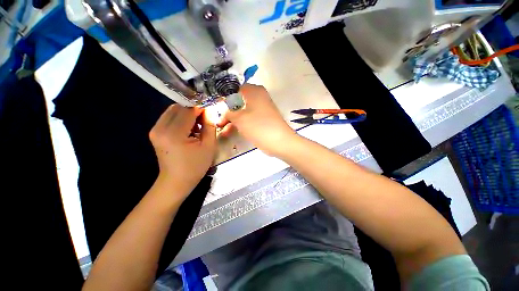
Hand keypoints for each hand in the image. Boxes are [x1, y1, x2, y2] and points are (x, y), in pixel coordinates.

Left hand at [149, 105, 216, 198]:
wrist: (176, 181)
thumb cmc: (195, 166)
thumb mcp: (209, 146)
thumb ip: (210, 126)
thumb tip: (210, 110)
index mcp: (174, 134)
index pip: (188, 110)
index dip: (201, 109)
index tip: (211, 113)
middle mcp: (160, 128)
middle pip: (179, 107)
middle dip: (193, 110)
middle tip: (204, 121)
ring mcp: (155, 130)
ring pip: (173, 111)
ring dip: (187, 114)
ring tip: (197, 126)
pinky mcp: (155, 132)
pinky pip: (169, 117)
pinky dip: (181, 119)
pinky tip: (188, 129)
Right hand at [218, 84, 296, 155]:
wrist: (280, 142)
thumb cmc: (258, 126)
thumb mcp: (239, 118)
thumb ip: (228, 112)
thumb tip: (224, 111)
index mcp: (254, 91)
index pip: (234, 90)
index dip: (224, 99)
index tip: (217, 110)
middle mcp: (259, 97)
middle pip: (239, 101)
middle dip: (228, 112)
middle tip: (220, 122)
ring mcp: (263, 108)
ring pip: (243, 111)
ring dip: (233, 120)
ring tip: (223, 129)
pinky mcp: (264, 119)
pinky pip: (250, 118)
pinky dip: (241, 123)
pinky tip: (232, 131)